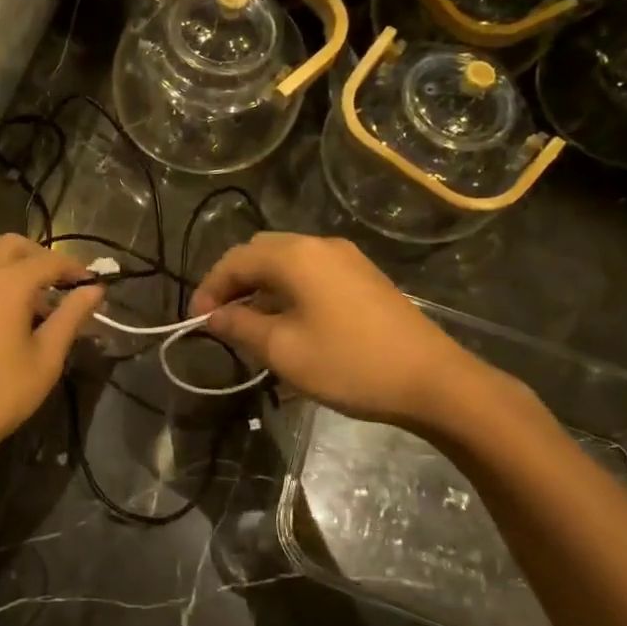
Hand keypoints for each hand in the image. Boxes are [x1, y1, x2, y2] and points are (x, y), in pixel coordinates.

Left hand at [0, 234, 104, 463]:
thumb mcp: (46, 358)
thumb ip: (71, 317)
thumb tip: (94, 290)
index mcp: (8, 283)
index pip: (49, 260)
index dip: (75, 269)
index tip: (93, 285)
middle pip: (13, 246)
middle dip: (41, 257)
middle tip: (62, 285)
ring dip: (18, 273)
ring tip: (40, 310)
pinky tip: (9, 324)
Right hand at [190, 233, 530, 437]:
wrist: (432, 380)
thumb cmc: (348, 363)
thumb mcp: (282, 350)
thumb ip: (240, 327)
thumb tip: (213, 316)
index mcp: (295, 255)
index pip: (235, 259)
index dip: (209, 288)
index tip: (194, 321)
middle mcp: (319, 245)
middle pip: (260, 253)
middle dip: (234, 284)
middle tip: (220, 320)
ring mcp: (346, 259)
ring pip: (286, 263)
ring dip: (261, 289)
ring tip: (249, 328)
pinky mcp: (363, 277)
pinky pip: (311, 274)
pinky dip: (287, 292)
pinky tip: (287, 325)